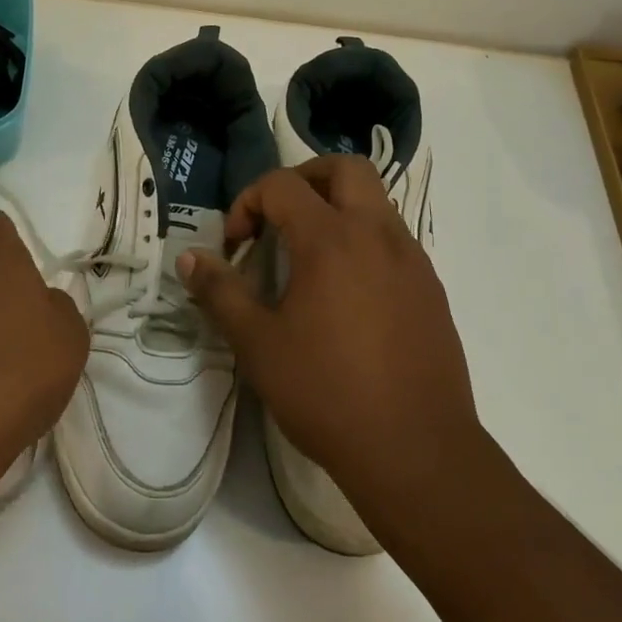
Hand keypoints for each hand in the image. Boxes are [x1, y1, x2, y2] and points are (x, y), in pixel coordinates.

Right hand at [177, 157, 479, 522]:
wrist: (418, 453)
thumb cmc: (328, 394)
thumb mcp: (258, 345)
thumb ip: (221, 292)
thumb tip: (189, 259)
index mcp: (331, 239)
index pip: (282, 185)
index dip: (248, 203)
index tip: (237, 245)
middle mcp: (377, 234)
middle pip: (345, 168)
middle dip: (305, 178)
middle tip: (279, 216)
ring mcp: (412, 259)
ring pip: (375, 200)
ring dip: (338, 207)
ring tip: (310, 256)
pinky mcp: (432, 287)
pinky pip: (394, 238)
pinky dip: (364, 240)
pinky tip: (347, 292)